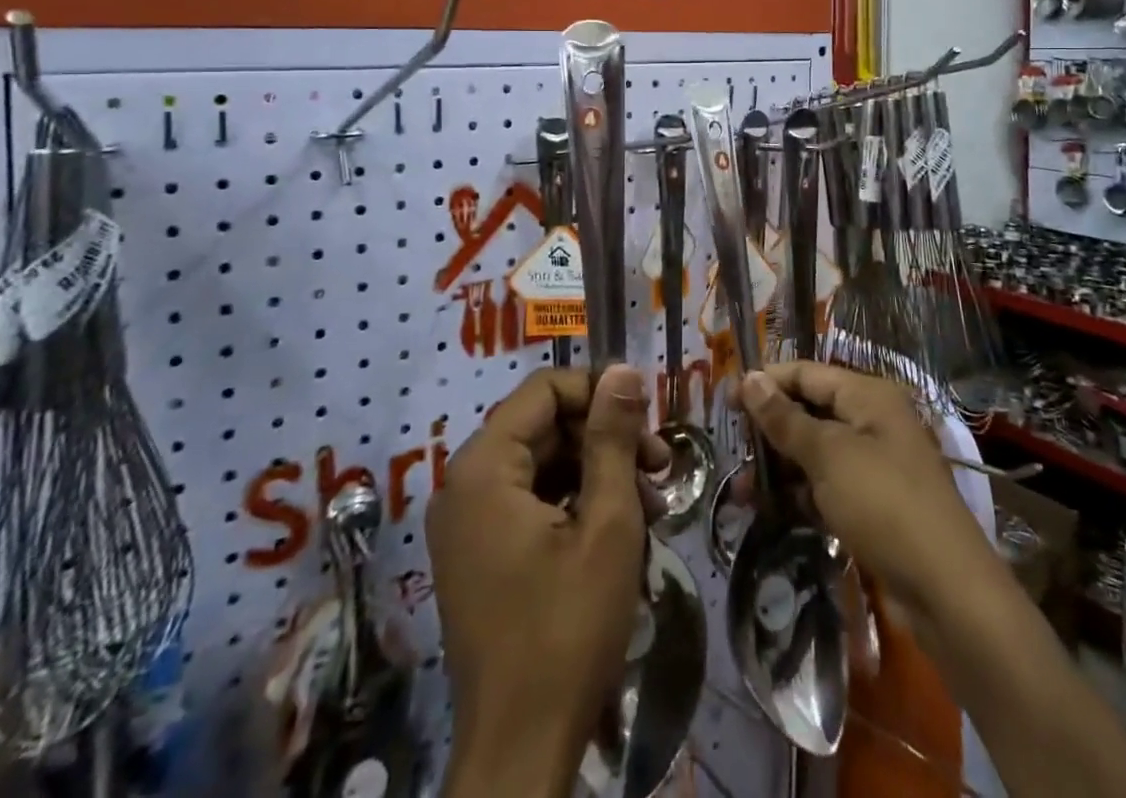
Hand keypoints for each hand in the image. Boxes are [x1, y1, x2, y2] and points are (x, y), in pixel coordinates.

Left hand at [429, 365, 665, 797]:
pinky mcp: (479, 555)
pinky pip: (530, 502)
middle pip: (544, 426)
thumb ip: (613, 438)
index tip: (647, 418)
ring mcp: (468, 523)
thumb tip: (623, 371)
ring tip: (652, 503)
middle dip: (605, 439)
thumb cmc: (567, 631)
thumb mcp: (607, 524)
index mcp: (484, 467)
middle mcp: (464, 485)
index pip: (544, 390)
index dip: (599, 392)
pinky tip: (621, 529)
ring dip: (598, 474)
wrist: (520, 754)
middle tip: (660, 467)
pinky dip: (575, 504)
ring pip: (543, 465)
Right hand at [738, 363, 1003, 644]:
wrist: (947, 591)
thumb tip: (749, 378)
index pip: (807, 373)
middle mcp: (873, 421)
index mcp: (868, 396)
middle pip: (811, 411)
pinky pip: (829, 486)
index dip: (766, 382)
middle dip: (770, 429)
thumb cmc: (883, 503)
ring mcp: (876, 464)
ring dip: (780, 467)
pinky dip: (801, 494)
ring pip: (816, 452)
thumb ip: (785, 419)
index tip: (725, 399)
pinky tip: (770, 511)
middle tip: (731, 447)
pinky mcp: (875, 504)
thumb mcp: (828, 456)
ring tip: (741, 490)